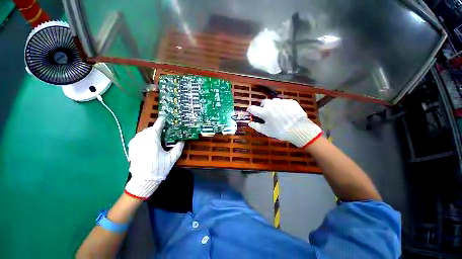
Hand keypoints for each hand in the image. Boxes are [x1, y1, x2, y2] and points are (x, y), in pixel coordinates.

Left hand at [124, 115, 183, 199]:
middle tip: (162, 130)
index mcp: (153, 142)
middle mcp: (143, 141)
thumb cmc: (159, 169)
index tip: (164, 117)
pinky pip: (137, 138)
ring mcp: (135, 145)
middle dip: (155, 128)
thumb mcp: (172, 158)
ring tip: (155, 134)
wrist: (143, 181)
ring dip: (149, 131)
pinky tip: (146, 140)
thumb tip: (182, 141)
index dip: (161, 121)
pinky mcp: (132, 149)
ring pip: (142, 133)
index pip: (156, 128)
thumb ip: (178, 148)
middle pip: (149, 129)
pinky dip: (142, 136)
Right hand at [247, 98, 321, 147]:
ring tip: (277, 113)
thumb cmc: (280, 131)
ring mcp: (282, 102)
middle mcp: (272, 105)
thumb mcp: (266, 131)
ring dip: (273, 106)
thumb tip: (249, 123)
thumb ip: (256, 126)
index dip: (250, 110)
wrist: (299, 130)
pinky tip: (285, 113)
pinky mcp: (290, 102)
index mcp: (264, 112)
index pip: (253, 108)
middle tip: (267, 114)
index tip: (250, 112)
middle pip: (264, 102)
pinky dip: (282, 106)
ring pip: (274, 101)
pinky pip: (283, 102)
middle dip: (263, 107)